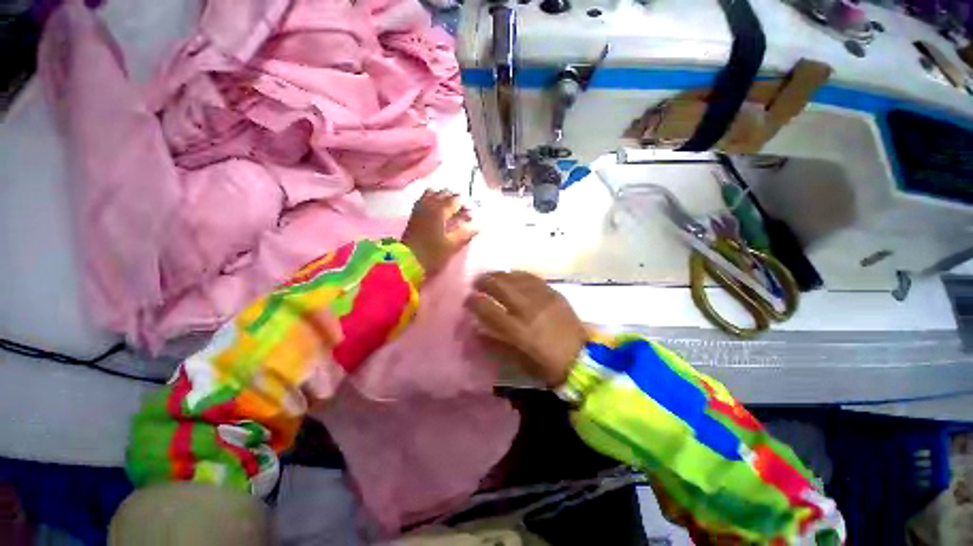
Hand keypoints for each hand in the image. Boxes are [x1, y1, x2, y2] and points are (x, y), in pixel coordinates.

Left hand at [402, 189, 477, 276]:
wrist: (408, 260)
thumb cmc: (432, 253)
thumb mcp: (452, 245)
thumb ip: (466, 233)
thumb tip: (477, 226)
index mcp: (440, 210)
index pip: (456, 199)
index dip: (465, 206)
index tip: (470, 217)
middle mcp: (430, 204)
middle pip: (445, 193)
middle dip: (456, 200)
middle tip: (462, 214)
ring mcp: (420, 207)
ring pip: (433, 193)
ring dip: (443, 198)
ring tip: (449, 209)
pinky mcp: (414, 213)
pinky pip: (424, 198)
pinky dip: (432, 199)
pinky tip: (436, 208)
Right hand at [465, 271, 586, 387]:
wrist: (582, 359)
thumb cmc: (547, 365)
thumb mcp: (518, 360)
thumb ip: (496, 343)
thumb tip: (478, 329)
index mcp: (518, 331)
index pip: (489, 310)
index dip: (474, 302)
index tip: (467, 299)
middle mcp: (529, 310)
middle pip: (501, 287)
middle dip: (484, 281)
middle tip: (476, 282)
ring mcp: (543, 299)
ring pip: (516, 278)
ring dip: (500, 275)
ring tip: (492, 276)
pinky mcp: (555, 293)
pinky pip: (533, 278)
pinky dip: (519, 275)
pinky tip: (513, 275)